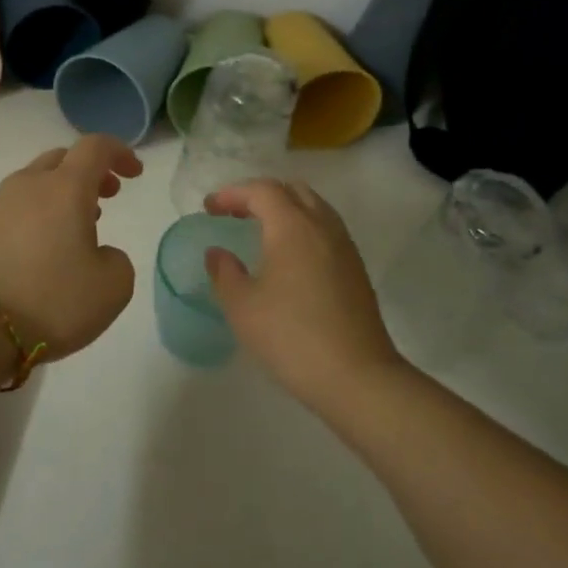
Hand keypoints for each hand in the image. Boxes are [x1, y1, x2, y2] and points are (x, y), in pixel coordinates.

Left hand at [0, 135, 141, 362]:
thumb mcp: (112, 287)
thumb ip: (116, 259)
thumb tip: (97, 253)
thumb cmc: (52, 301)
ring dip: (60, 195)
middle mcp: (28, 185)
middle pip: (61, 160)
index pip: (95, 147)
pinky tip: (42, 249)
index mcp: (64, 187)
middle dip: (88, 173)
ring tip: (75, 228)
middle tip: (106, 197)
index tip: (134, 174)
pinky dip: (36, 216)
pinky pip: (14, 210)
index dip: (119, 153)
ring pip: (35, 184)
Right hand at [204, 179, 402, 403]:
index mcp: (292, 226)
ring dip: (285, 210)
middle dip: (261, 195)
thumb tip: (217, 253)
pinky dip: (303, 229)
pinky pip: (327, 230)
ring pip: (314, 208)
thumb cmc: (291, 337)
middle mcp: (323, 226)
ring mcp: (345, 247)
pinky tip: (289, 259)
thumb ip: (224, 273)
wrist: (357, 377)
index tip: (210, 208)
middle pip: (293, 190)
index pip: (262, 190)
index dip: (233, 193)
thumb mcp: (243, 307)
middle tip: (235, 214)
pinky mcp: (356, 270)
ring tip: (261, 232)